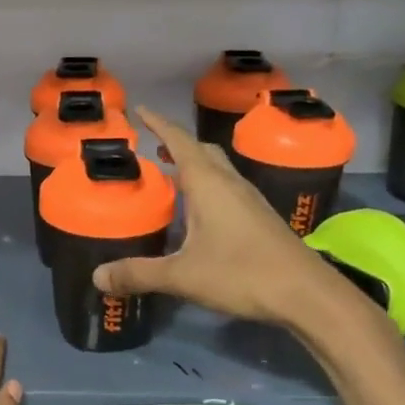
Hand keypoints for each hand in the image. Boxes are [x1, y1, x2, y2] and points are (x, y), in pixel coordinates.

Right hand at [93, 107, 383, 341]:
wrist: (307, 294)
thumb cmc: (242, 274)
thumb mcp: (182, 276)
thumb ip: (138, 274)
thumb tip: (97, 277)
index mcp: (209, 184)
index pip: (179, 141)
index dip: (158, 124)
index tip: (140, 110)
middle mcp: (230, 183)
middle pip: (202, 150)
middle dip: (176, 143)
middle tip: (151, 147)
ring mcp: (250, 200)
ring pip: (218, 169)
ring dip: (194, 165)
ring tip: (170, 174)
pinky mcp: (260, 218)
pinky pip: (227, 189)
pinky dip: (207, 186)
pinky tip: (199, 211)